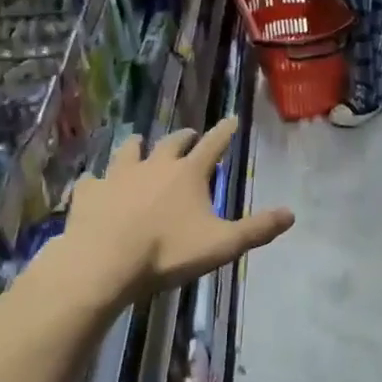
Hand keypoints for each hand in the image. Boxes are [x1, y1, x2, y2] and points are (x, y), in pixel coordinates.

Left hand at [61, 118, 293, 303]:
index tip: (231, 119)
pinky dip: (98, 179)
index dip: (224, 132)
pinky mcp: (89, 192)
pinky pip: (94, 179)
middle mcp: (154, 165)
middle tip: (189, 135)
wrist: (104, 262)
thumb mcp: (222, 245)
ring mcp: (118, 176)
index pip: (213, 145)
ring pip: (129, 150)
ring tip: (139, 143)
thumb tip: (291, 214)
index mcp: (188, 173)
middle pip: (171, 143)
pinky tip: (95, 182)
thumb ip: (256, 229)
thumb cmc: (168, 252)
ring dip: (138, 146)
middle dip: (183, 138)